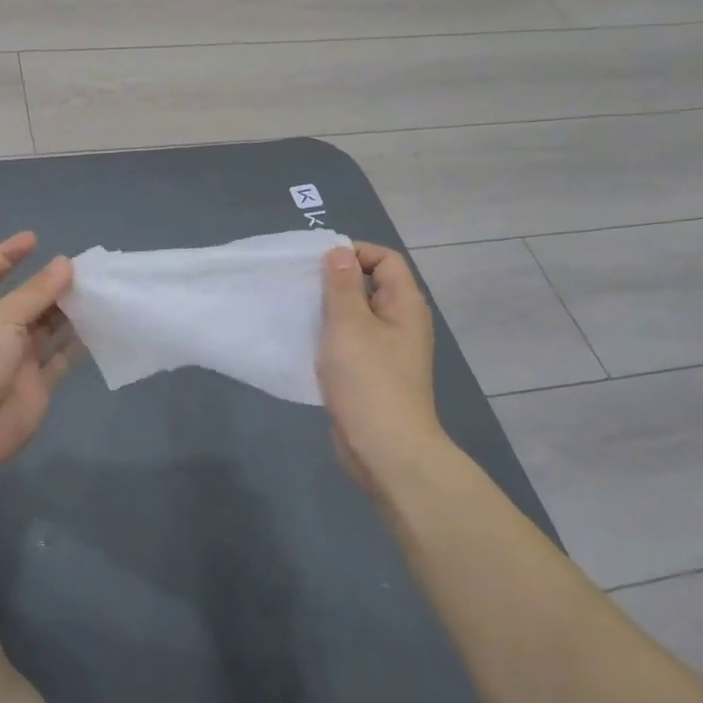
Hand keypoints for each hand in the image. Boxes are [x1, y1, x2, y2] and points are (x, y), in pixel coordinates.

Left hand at [0, 233, 81, 471]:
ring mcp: (18, 358)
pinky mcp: (38, 383)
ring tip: (98, 295)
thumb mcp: (3, 316)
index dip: (8, 254)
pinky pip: (62, 358)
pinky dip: (79, 344)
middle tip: (84, 273)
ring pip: (48, 328)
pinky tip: (100, 327)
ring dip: (69, 312)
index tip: (36, 240)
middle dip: (51, 285)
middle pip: (27, 300)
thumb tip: (66, 263)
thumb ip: (37, 292)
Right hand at [318, 243, 444, 493]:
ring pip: (356, 316)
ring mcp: (388, 351)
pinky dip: (329, 338)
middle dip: (335, 282)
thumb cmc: (369, 380)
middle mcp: (401, 322)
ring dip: (329, 311)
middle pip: (370, 285)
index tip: (318, 266)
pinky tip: (305, 344)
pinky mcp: (373, 374)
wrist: (386, 450)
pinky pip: (350, 342)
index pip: (385, 259)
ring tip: (298, 313)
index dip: (354, 253)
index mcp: (404, 305)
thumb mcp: (349, 324)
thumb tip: (339, 252)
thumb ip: (342, 285)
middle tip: (301, 287)